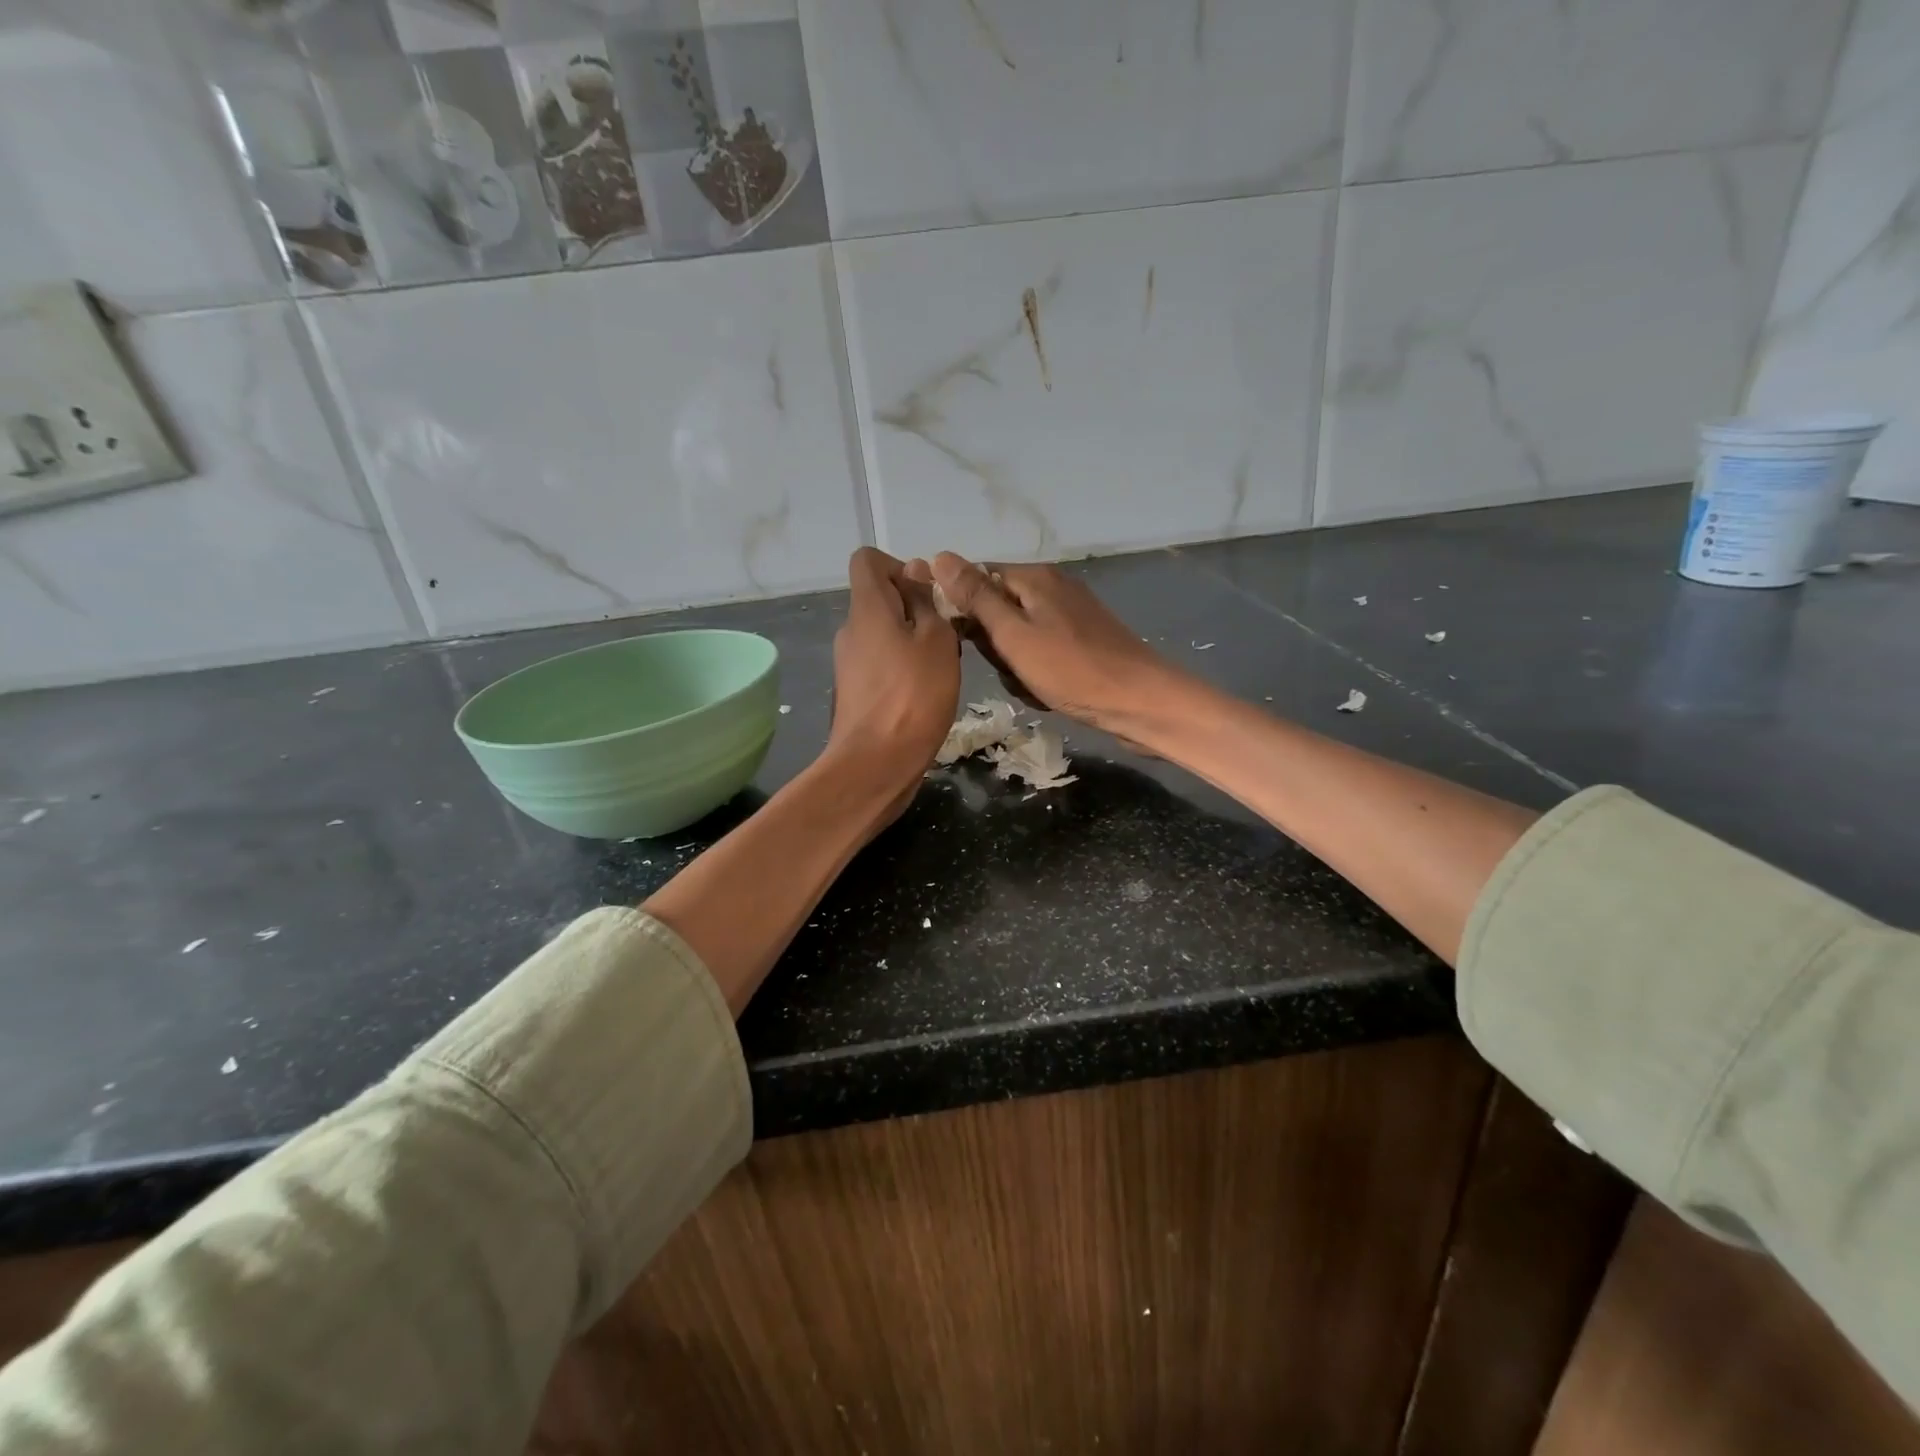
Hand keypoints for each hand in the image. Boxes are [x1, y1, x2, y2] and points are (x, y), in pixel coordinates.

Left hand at [824, 548, 960, 812]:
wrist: (876, 765)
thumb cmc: (913, 697)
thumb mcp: (936, 641)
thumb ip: (926, 601)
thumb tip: (915, 569)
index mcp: (866, 608)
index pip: (868, 560)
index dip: (900, 566)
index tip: (928, 594)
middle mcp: (850, 630)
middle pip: (879, 598)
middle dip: (915, 607)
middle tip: (946, 636)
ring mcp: (849, 663)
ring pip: (884, 634)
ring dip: (913, 641)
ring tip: (941, 668)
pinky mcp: (855, 692)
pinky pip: (881, 663)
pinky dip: (903, 668)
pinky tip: (925, 693)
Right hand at [929, 553, 1184, 736]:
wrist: (1139, 703)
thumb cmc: (1071, 669)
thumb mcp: (1013, 635)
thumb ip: (976, 597)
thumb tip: (939, 556)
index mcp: (1033, 577)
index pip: (976, 578)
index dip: (962, 609)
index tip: (962, 641)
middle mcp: (1052, 587)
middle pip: (997, 609)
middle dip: (993, 645)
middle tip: (1007, 668)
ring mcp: (1069, 614)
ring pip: (1017, 637)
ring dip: (1014, 665)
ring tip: (1029, 684)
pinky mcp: (1082, 640)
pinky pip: (1040, 652)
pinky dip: (1036, 673)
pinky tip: (1046, 691)